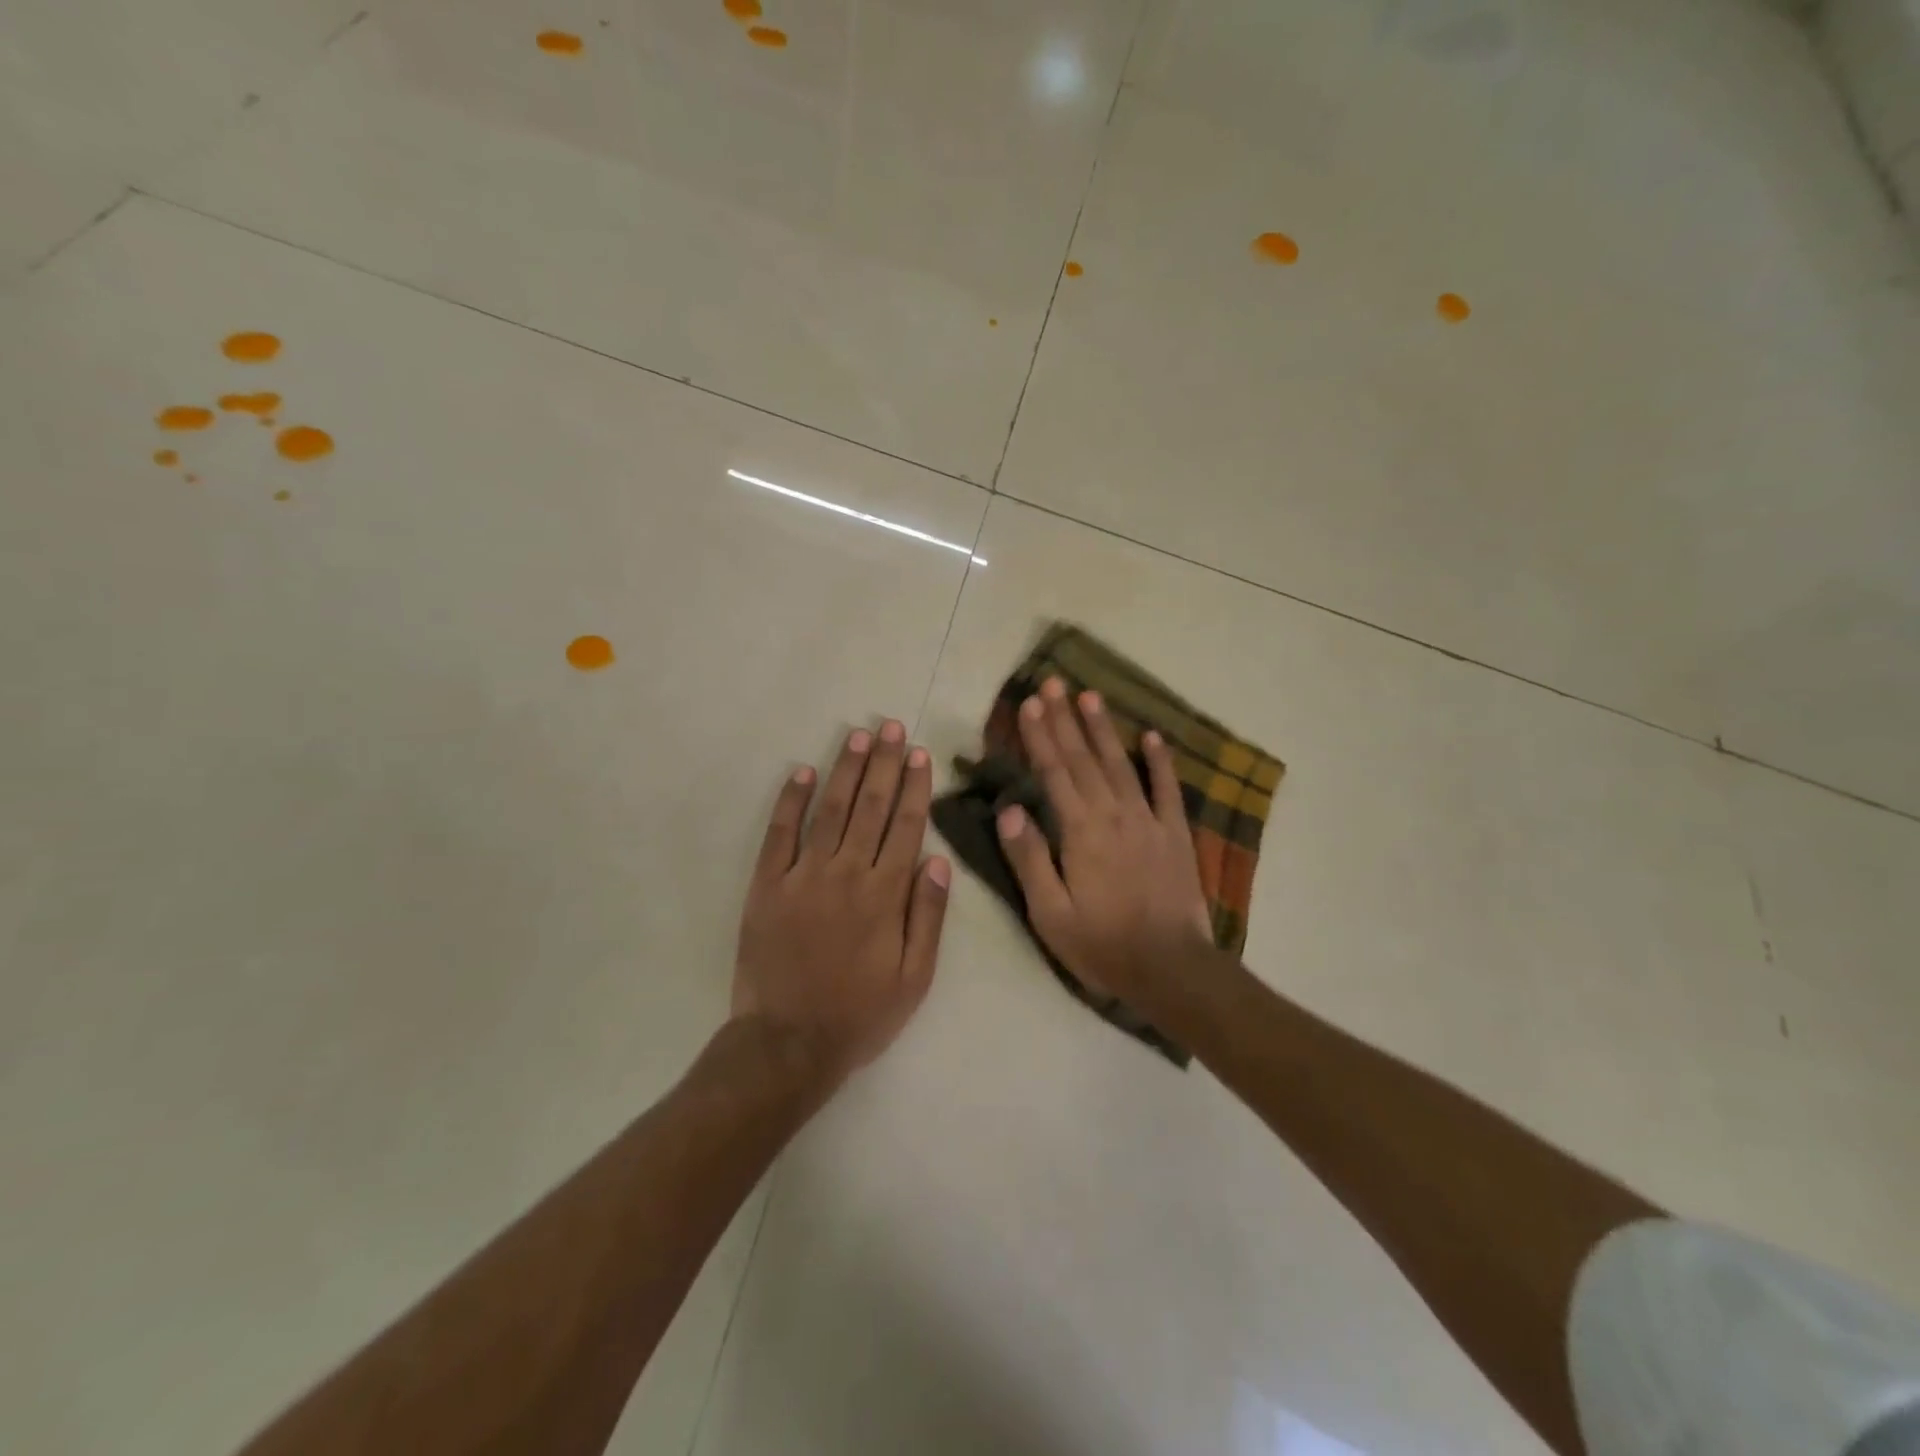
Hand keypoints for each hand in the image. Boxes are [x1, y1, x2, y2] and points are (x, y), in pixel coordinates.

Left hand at [732, 720, 950, 1078]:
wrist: (788, 1044)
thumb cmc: (860, 1014)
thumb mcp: (914, 978)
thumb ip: (928, 917)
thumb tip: (936, 860)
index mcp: (884, 895)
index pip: (905, 826)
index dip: (913, 787)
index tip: (919, 754)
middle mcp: (846, 874)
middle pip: (870, 807)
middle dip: (884, 763)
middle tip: (892, 726)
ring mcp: (802, 876)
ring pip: (830, 810)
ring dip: (845, 770)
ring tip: (858, 736)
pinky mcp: (766, 886)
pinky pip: (779, 834)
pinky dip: (791, 801)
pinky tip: (803, 772)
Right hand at [995, 679, 1216, 1010]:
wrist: (1170, 968)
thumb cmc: (1101, 945)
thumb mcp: (1050, 914)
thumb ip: (1029, 859)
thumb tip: (1009, 810)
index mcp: (1080, 831)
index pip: (1054, 772)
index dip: (1039, 736)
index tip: (1028, 704)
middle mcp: (1113, 814)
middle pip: (1084, 759)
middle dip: (1065, 719)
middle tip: (1053, 683)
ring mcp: (1148, 820)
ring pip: (1120, 764)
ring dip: (1103, 729)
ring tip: (1090, 696)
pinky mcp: (1175, 834)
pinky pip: (1167, 789)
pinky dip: (1159, 761)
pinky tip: (1152, 736)